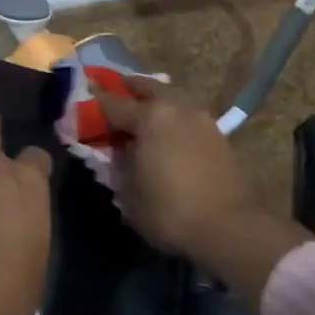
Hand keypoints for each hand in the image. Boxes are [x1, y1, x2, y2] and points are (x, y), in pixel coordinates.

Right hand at [97, 81, 311, 309]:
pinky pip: (188, 117)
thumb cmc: (169, 211)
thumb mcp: (128, 193)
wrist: (229, 227)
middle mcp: (178, 108)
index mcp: (151, 117)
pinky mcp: (220, 137)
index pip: (114, 103)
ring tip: (144, 113)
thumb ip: (119, 165)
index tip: (85, 95)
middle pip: (150, 88)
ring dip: (157, 100)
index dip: (96, 101)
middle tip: (117, 92)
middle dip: (131, 88)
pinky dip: (174, 118)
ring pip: (174, 98)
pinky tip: (169, 132)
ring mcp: (203, 120)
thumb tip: (119, 151)